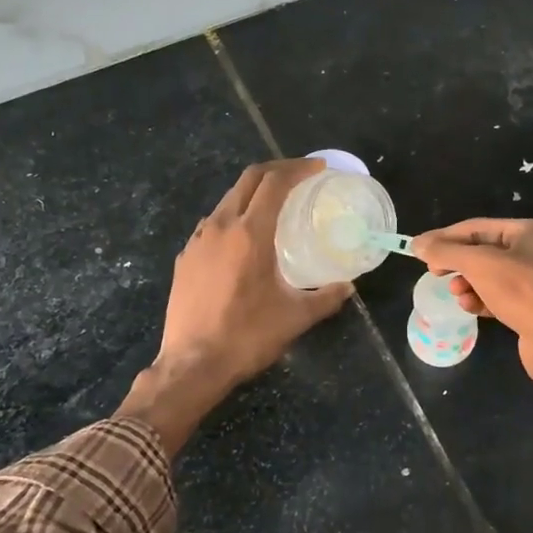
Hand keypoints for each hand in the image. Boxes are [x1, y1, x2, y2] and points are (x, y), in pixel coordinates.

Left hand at [122, 160, 351, 450]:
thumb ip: (325, 297)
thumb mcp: (295, 317)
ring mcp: (197, 241)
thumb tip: (347, 287)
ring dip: (253, 193)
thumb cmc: (247, 336)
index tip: (318, 168)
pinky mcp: (185, 258)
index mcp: (250, 233)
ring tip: (274, 207)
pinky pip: (212, 224)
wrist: (192, 364)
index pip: (275, 183)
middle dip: (276, 170)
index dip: (298, 168)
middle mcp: (220, 226)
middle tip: (300, 176)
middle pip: (248, 180)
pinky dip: (233, 218)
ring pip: (227, 200)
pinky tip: (243, 240)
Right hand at [411, 218, 532, 372]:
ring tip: (457, 295)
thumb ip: (446, 252)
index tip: (419, 251)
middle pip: (483, 251)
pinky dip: (482, 299)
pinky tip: (471, 308)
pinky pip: (500, 296)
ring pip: (490, 275)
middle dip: (458, 263)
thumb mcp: (479, 265)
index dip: (445, 237)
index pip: (477, 227)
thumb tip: (417, 244)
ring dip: (468, 284)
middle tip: (435, 274)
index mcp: (530, 231)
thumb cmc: (522, 293)